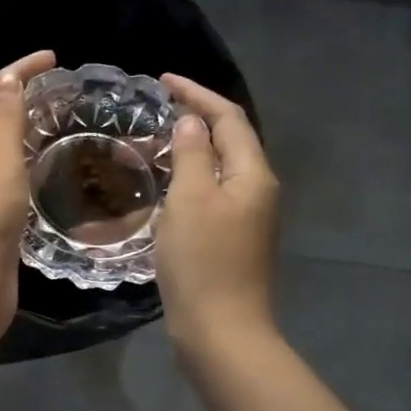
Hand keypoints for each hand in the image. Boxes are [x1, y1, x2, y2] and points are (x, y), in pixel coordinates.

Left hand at [0, 50, 56, 357]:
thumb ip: (6, 118)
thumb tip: (8, 80)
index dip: (15, 70)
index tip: (54, 60)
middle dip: (18, 99)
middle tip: (61, 92)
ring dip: (22, 134)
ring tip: (60, 122)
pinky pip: (2, 181)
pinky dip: (23, 168)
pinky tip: (48, 168)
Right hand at [157, 72, 279, 350]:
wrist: (220, 331)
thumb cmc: (203, 262)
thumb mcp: (191, 200)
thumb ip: (194, 154)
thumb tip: (193, 121)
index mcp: (253, 175)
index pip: (229, 118)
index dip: (198, 93)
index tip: (163, 80)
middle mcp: (257, 191)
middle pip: (230, 141)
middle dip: (195, 118)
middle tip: (154, 110)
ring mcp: (247, 218)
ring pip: (219, 169)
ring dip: (190, 150)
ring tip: (154, 143)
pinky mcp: (232, 241)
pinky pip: (211, 195)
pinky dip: (188, 180)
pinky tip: (165, 186)